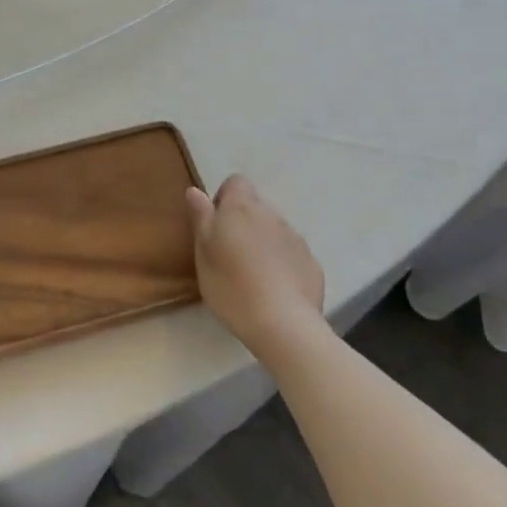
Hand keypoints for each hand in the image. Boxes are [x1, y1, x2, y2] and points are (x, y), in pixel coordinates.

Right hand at [187, 176, 324, 363]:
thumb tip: (195, 190)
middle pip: (255, 207)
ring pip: (274, 230)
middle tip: (230, 254)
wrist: (283, 324)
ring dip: (263, 242)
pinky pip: (291, 253)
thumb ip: (201, 218)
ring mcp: (295, 238)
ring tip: (252, 275)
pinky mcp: (311, 262)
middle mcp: (271, 215)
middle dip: (243, 223)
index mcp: (241, 208)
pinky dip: (282, 263)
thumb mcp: (203, 253)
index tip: (216, 224)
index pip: (236, 182)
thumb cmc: (231, 286)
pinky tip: (274, 289)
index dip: (224, 198)